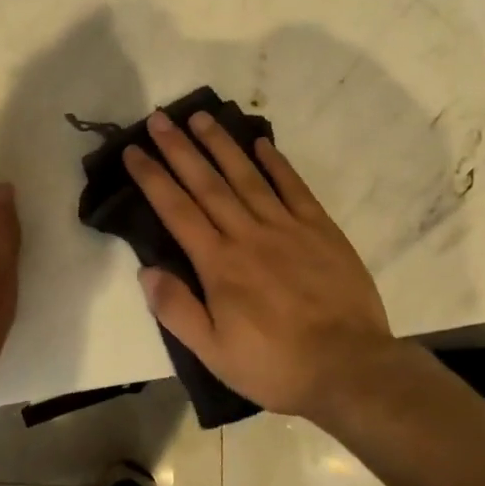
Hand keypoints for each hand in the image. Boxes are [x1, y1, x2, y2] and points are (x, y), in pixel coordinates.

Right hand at [123, 109, 392, 420]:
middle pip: (207, 182)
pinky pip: (293, 187)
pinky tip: (261, 143)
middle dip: (179, 148)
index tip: (134, 150)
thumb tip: (146, 270)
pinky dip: (276, 163)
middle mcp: (248, 234)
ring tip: (201, 116)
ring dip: (221, 144)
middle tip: (159, 118)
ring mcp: (286, 227)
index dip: (152, 177)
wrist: (350, 369)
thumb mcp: (214, 353)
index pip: (177, 210)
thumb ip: (177, 310)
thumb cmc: (276, 366)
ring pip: (246, 176)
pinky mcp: (320, 229)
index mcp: (219, 263)